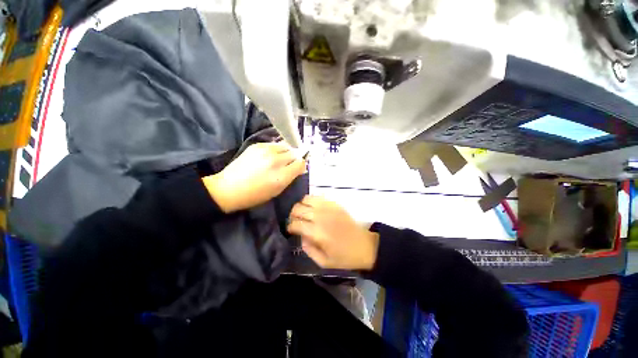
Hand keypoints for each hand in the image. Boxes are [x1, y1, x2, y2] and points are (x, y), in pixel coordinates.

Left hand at [203, 142, 305, 212]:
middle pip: (294, 153)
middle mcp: (276, 161)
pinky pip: (274, 144)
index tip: (297, 168)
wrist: (228, 188)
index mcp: (281, 176)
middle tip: (288, 164)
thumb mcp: (277, 191)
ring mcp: (266, 151)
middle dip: (294, 158)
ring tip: (279, 158)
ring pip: (285, 146)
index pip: (301, 163)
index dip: (301, 165)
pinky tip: (269, 156)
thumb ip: (290, 178)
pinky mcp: (257, 145)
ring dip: (286, 152)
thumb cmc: (255, 195)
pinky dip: (276, 149)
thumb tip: (300, 168)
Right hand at [287, 196, 378, 269]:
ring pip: (306, 199)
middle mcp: (321, 217)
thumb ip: (308, 249)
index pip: (296, 223)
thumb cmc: (345, 257)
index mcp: (317, 233)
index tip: (290, 230)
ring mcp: (328, 208)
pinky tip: (313, 209)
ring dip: (301, 206)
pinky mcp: (335, 204)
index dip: (290, 226)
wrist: (365, 246)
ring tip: (303, 214)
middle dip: (292, 215)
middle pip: (298, 209)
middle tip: (295, 222)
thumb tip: (300, 236)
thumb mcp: (323, 262)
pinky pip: (318, 196)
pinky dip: (311, 200)